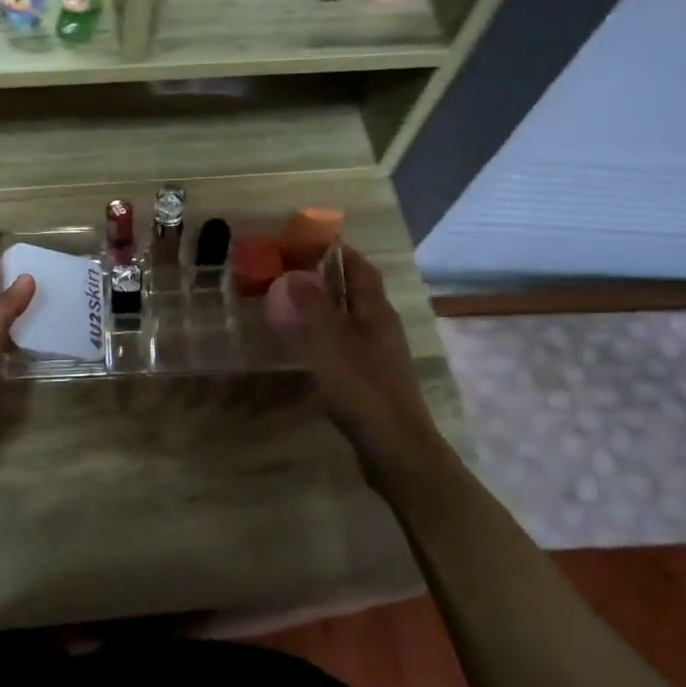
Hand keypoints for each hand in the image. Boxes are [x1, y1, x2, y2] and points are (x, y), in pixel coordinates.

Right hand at [284, 247, 440, 487]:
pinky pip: (344, 342)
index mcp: (376, 311)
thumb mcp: (330, 342)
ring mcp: (378, 354)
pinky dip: (323, 334)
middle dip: (326, 276)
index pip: (360, 268)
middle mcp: (381, 327)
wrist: (395, 448)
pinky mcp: (371, 378)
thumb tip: (293, 272)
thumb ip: (311, 305)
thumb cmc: (362, 388)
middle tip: (290, 269)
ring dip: (323, 305)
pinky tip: (304, 344)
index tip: (309, 238)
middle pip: (355, 291)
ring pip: (349, 318)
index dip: (338, 251)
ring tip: (290, 302)